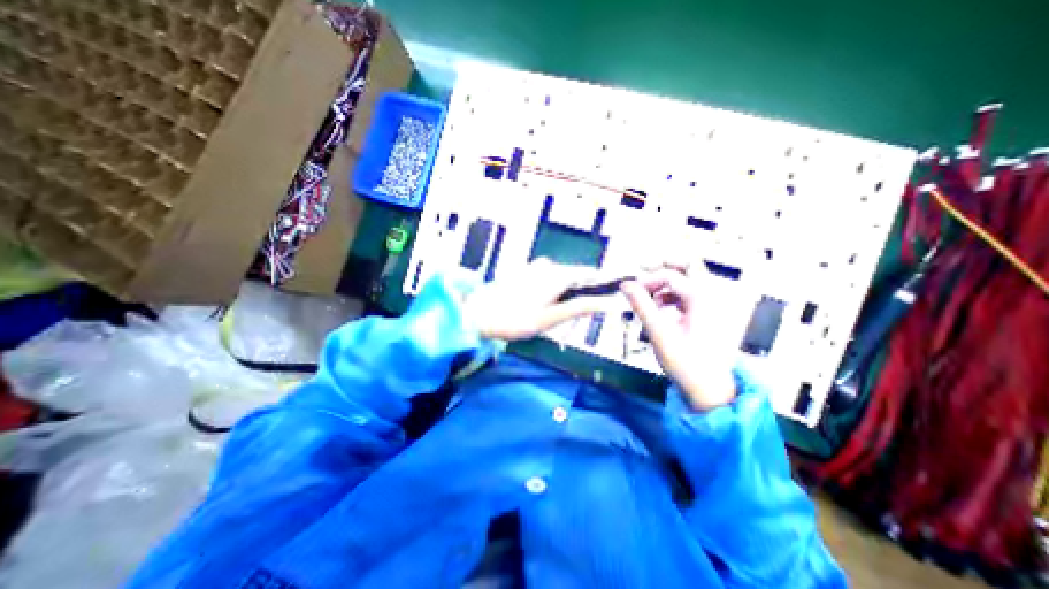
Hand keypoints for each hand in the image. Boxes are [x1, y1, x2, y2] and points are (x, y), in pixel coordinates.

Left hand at [465, 261, 606, 342]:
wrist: (479, 314)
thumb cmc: (515, 319)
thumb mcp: (551, 318)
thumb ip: (580, 307)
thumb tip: (606, 302)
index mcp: (557, 274)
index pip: (589, 273)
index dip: (600, 285)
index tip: (604, 301)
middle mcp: (548, 265)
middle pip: (575, 276)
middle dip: (576, 294)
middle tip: (563, 316)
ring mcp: (535, 267)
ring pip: (561, 279)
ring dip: (561, 295)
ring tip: (546, 314)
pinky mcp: (525, 271)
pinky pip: (547, 279)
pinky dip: (549, 291)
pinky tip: (535, 306)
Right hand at [621, 265, 734, 408]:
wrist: (710, 389)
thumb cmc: (686, 363)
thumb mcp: (658, 332)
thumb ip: (641, 305)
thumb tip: (625, 285)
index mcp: (701, 299)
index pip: (670, 275)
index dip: (647, 279)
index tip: (630, 290)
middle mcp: (710, 296)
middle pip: (689, 266)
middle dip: (663, 265)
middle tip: (642, 268)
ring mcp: (712, 305)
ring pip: (688, 280)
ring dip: (666, 283)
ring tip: (648, 296)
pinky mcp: (708, 314)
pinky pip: (689, 295)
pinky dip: (672, 296)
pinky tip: (661, 308)